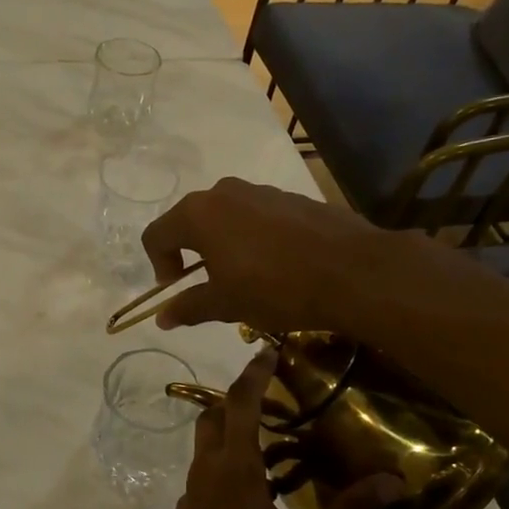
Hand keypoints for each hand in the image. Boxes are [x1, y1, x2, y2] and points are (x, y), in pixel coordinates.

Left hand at [136, 349, 404, 508]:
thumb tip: (393, 480)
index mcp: (234, 465)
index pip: (240, 401)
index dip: (254, 372)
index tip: (268, 349)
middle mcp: (207, 469)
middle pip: (214, 416)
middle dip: (238, 399)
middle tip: (274, 398)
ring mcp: (193, 493)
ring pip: (207, 446)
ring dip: (232, 433)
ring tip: (273, 442)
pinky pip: (207, 474)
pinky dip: (227, 464)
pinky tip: (257, 491)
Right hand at [138, 178, 387, 335]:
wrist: (353, 272)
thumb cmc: (276, 289)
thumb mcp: (226, 304)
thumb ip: (188, 306)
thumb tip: (161, 317)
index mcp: (198, 214)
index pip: (156, 235)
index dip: (159, 265)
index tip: (177, 289)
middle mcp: (224, 192)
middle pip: (189, 221)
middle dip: (190, 253)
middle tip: (207, 285)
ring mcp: (260, 190)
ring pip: (225, 217)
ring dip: (222, 245)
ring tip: (244, 277)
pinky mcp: (291, 198)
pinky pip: (256, 216)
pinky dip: (252, 238)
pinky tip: (276, 266)